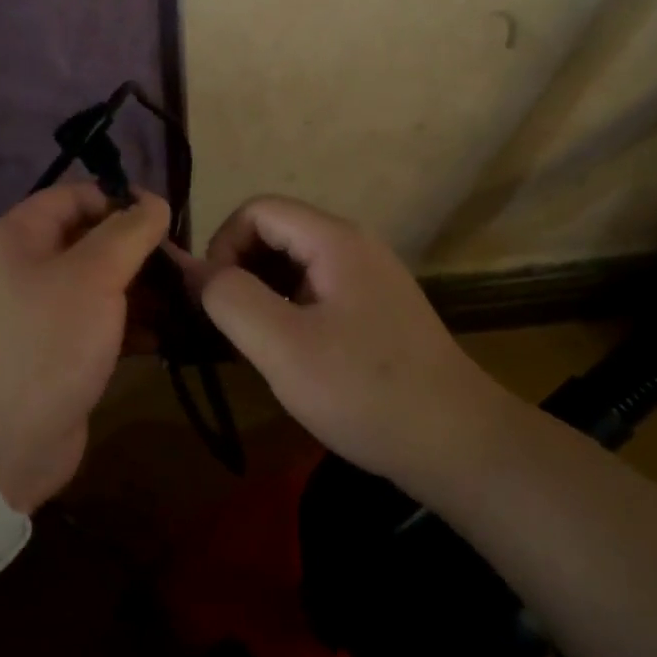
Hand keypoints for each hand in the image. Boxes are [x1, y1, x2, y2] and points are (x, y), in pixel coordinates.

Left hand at [0, 184, 170, 512]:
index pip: (76, 195)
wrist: (6, 443)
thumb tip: (154, 201)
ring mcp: (45, 310)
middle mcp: (28, 265)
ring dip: (144, 289)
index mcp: (20, 235)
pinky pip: (103, 320)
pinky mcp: (63, 348)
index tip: (165, 219)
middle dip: (139, 250)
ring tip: (187, 300)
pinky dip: (134, 323)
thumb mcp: (93, 275)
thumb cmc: (48, 341)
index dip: (119, 199)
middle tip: (183, 267)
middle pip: (93, 239)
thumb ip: (128, 232)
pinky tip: (170, 334)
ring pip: (103, 282)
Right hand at [181, 195, 504, 484]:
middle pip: (276, 231)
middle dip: (242, 269)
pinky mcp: (377, 308)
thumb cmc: (366, 391)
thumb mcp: (283, 348)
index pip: (257, 210)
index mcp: (335, 240)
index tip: (214, 298)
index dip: (223, 245)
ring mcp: (370, 276)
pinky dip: (290, 308)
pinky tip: (291, 353)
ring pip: (295, 262)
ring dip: (263, 291)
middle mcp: (354, 245)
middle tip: (231, 324)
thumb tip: (195, 271)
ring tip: (256, 342)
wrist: (461, 447)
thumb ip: (230, 299)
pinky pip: (317, 288)